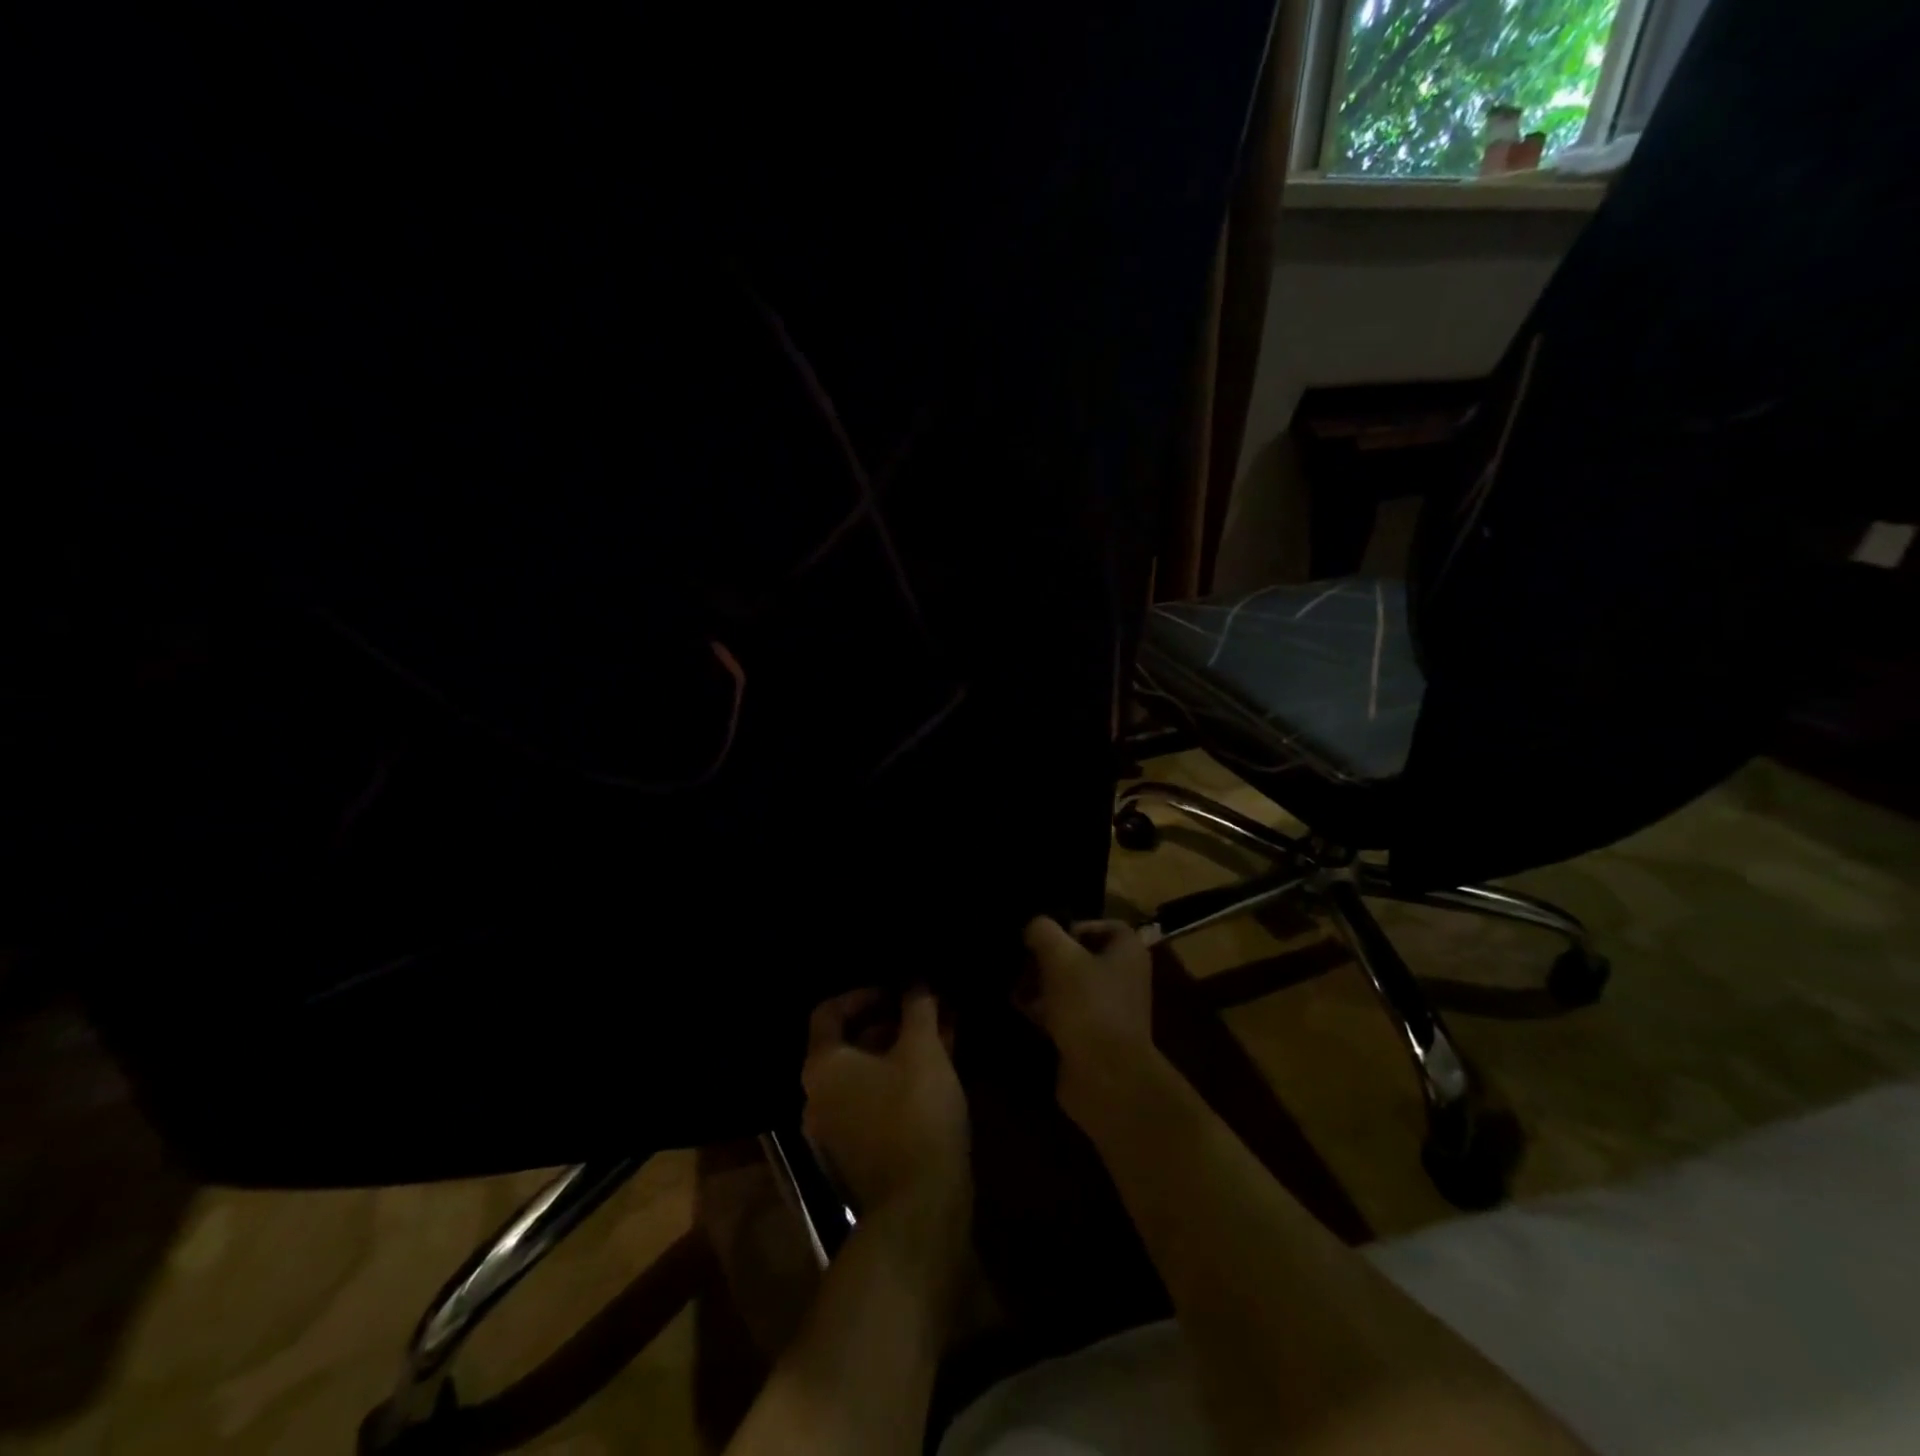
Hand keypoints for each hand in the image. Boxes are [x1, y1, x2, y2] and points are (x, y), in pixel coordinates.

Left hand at [803, 988, 970, 1235]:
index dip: (863, 993)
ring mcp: (836, 1127)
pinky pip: (876, 1098)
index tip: (897, 989)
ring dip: (901, 1048)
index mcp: (823, 1066)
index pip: (829, 1012)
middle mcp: (819, 1095)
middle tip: (925, 1008)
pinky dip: (901, 1077)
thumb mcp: (923, 1050)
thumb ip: (917, 1008)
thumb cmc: (915, 1113)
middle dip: (891, 1020)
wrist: (919, 1207)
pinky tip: (939, 1067)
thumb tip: (916, 981)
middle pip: (850, 1042)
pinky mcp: (859, 1151)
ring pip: (868, 1071)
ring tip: (941, 1031)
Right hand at [1019, 917, 1161, 1129]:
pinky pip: (1066, 1014)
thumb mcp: (1060, 957)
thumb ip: (1043, 932)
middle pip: (1080, 956)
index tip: (1044, 937)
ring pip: (1070, 986)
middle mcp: (1123, 977)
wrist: (1106, 1078)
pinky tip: (1021, 1010)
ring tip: (1014, 985)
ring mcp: (1109, 1009)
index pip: (1101, 925)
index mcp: (1127, 952)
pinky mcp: (1092, 1037)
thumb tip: (1034, 927)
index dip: (1072, 926)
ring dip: (1042, 984)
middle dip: (1048, 958)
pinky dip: (1045, 1010)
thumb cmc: (1088, 1005)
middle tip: (1021, 962)